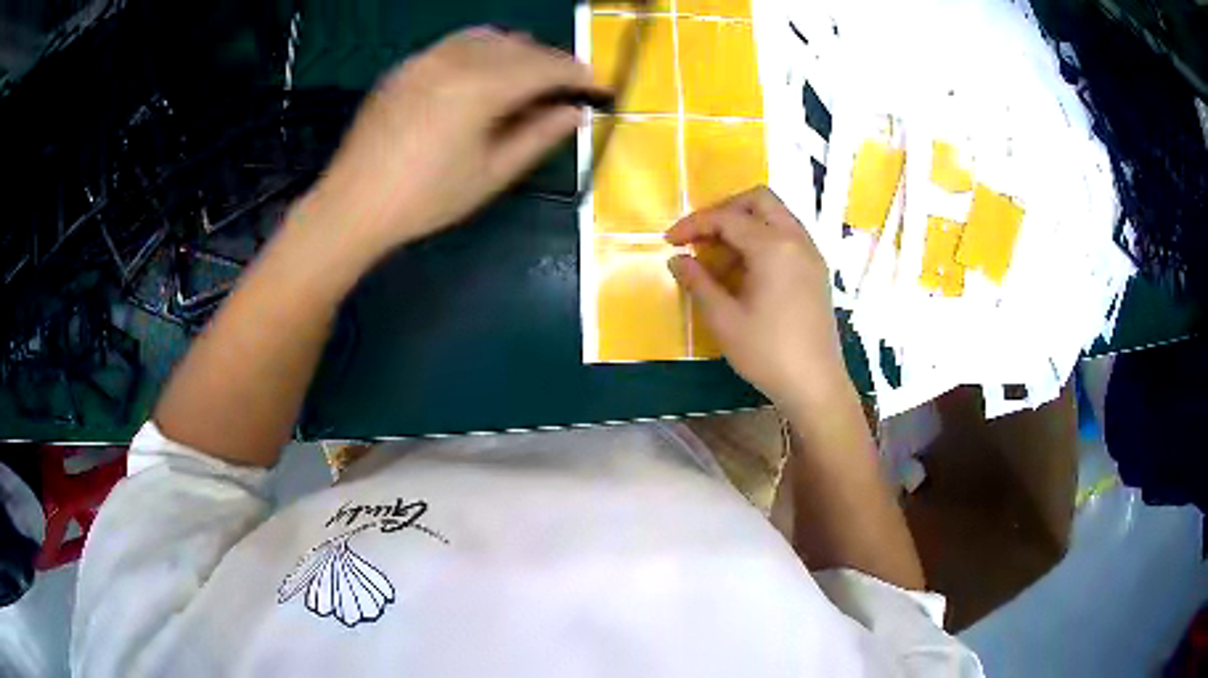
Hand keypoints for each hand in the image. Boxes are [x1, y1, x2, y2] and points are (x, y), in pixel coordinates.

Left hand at [306, 27, 600, 252]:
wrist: (352, 205)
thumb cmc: (426, 199)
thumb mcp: (492, 174)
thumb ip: (538, 136)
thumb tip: (575, 113)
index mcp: (480, 88)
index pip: (545, 67)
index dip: (578, 74)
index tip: (598, 87)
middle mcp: (455, 60)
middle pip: (521, 47)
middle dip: (552, 61)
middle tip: (569, 85)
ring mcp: (426, 59)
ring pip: (489, 37)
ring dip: (519, 51)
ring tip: (531, 76)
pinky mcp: (406, 66)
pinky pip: (456, 43)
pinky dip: (484, 49)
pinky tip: (485, 72)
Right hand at [665, 187, 849, 408]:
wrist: (816, 385)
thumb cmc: (768, 353)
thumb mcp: (724, 320)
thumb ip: (698, 283)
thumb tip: (677, 260)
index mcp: (774, 247)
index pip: (727, 218)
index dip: (694, 225)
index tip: (669, 242)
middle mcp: (796, 240)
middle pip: (758, 200)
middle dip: (724, 211)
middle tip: (700, 237)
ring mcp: (811, 254)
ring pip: (776, 216)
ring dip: (745, 225)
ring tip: (720, 259)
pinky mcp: (816, 270)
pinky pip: (788, 236)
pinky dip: (763, 239)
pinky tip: (746, 272)